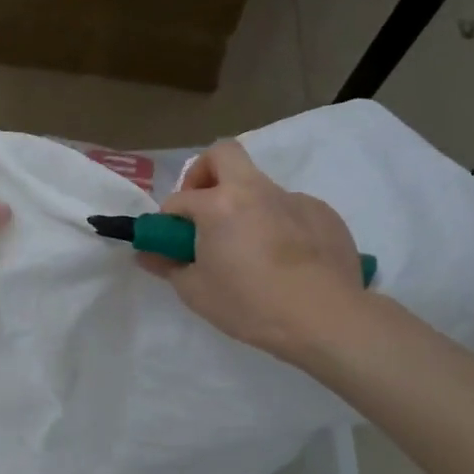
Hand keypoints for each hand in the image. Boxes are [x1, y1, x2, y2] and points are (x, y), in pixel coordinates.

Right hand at [143, 139, 367, 357]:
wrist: (326, 319)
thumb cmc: (250, 305)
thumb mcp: (196, 292)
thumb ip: (168, 266)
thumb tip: (147, 254)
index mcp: (219, 204)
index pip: (180, 199)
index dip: (169, 219)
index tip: (172, 241)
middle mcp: (256, 190)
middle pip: (223, 154)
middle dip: (205, 173)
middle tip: (204, 210)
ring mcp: (294, 199)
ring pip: (260, 186)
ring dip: (245, 206)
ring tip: (251, 249)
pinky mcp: (324, 214)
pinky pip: (291, 209)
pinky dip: (280, 224)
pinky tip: (286, 260)